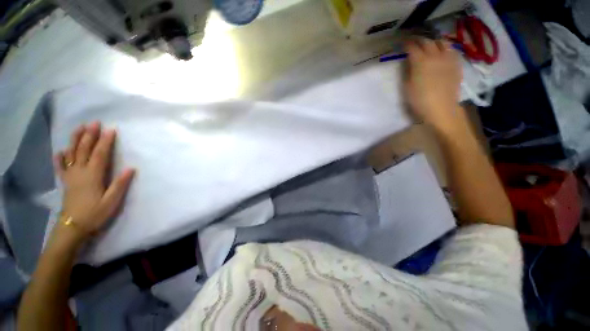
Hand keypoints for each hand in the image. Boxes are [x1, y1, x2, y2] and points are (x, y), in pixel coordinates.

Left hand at [53, 122, 134, 242]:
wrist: (73, 226)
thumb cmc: (95, 213)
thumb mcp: (112, 201)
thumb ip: (120, 184)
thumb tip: (130, 168)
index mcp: (93, 176)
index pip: (100, 154)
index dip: (105, 141)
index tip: (111, 130)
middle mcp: (80, 172)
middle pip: (84, 150)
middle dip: (90, 135)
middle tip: (94, 122)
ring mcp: (70, 176)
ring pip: (71, 154)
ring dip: (75, 140)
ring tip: (79, 128)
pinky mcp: (65, 181)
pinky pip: (61, 166)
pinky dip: (60, 157)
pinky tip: (60, 151)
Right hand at [404, 38, 465, 132]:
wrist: (441, 108)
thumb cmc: (420, 100)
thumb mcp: (407, 87)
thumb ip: (408, 71)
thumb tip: (409, 62)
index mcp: (420, 62)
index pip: (412, 47)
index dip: (406, 44)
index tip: (402, 44)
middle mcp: (435, 55)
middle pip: (427, 41)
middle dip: (419, 40)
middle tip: (414, 42)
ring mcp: (448, 58)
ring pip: (441, 42)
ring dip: (434, 41)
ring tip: (430, 45)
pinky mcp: (456, 64)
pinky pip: (451, 50)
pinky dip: (445, 48)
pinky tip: (442, 53)